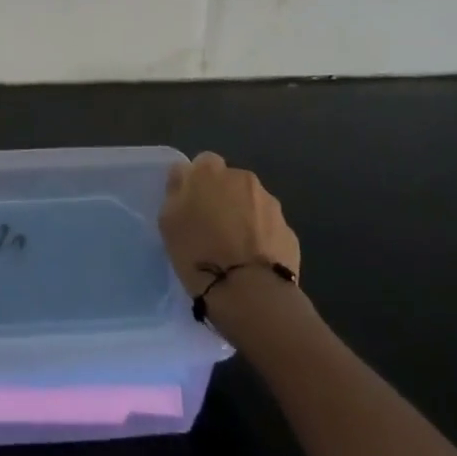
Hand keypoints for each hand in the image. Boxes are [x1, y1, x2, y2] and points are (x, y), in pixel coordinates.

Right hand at [159, 152, 300, 298]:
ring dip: (244, 217)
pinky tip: (253, 263)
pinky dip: (262, 239)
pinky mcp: (288, 231)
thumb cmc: (199, 253)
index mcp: (210, 171)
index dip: (197, 184)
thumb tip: (185, 177)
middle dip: (223, 198)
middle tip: (212, 229)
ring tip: (235, 250)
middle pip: (230, 182)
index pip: (202, 163)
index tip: (192, 207)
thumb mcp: (168, 220)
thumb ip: (176, 190)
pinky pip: (269, 229)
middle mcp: (243, 178)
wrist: (249, 292)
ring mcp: (270, 204)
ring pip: (252, 204)